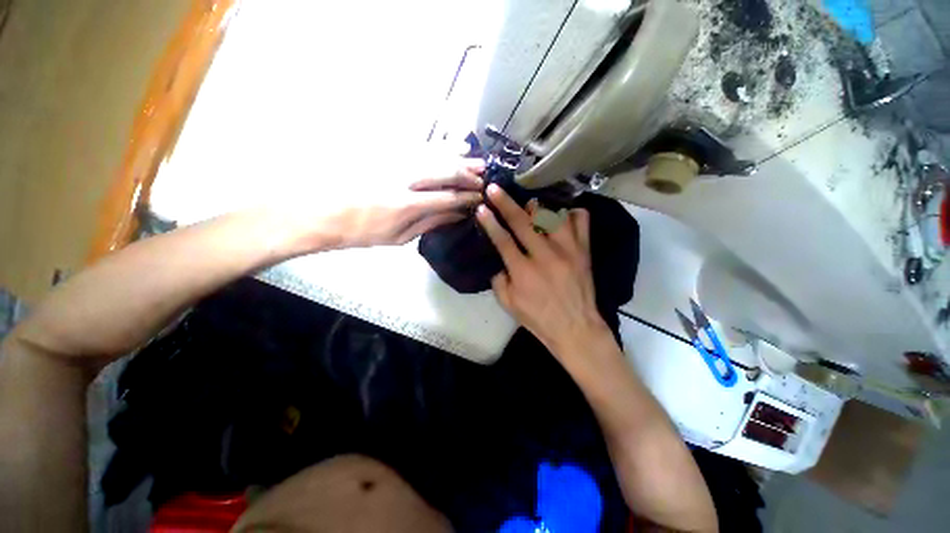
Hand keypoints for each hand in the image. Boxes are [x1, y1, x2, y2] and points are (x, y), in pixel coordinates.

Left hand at [285, 156, 484, 251]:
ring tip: (475, 158)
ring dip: (457, 156)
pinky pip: (418, 145)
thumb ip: (429, 223)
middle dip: (468, 173)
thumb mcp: (398, 237)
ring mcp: (393, 161)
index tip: (481, 196)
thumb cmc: (361, 232)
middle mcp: (403, 178)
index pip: (447, 197)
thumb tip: (455, 215)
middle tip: (484, 175)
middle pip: (444, 171)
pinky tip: (452, 144)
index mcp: (406, 205)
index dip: (467, 197)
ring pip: (434, 153)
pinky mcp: (385, 151)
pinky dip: (439, 145)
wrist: (321, 212)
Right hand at [476, 184, 611, 359]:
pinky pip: (581, 221)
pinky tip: (561, 213)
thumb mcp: (508, 304)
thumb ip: (498, 279)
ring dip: (536, 206)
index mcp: (524, 272)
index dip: (490, 222)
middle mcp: (545, 256)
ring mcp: (568, 250)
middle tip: (494, 188)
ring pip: (552, 216)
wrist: (576, 328)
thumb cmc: (538, 319)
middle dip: (505, 203)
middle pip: (522, 222)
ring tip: (528, 202)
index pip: (502, 240)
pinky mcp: (585, 251)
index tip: (481, 208)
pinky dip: (570, 213)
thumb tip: (499, 259)